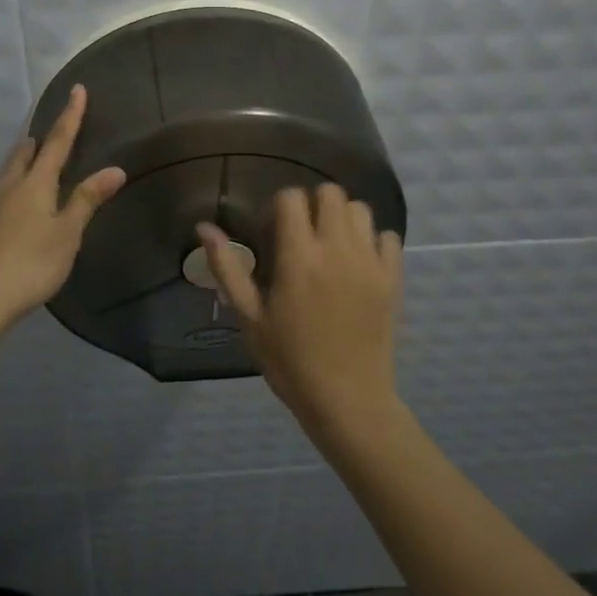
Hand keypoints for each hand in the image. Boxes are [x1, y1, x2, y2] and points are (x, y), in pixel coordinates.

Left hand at [0, 85, 126, 331]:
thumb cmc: (30, 263)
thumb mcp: (67, 233)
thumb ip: (88, 200)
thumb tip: (115, 168)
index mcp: (35, 183)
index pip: (57, 141)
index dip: (70, 116)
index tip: (77, 89)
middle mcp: (10, 186)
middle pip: (25, 153)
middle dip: (39, 139)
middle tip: (51, 131)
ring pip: (9, 171)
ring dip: (24, 159)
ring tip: (34, 158)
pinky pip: (2, 191)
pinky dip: (15, 182)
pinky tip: (18, 201)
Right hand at [198, 184, 403, 437]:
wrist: (347, 401)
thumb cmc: (290, 361)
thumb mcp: (250, 317)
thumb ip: (227, 268)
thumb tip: (204, 227)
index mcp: (298, 258)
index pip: (292, 198)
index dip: (278, 206)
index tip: (272, 232)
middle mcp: (336, 250)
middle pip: (330, 193)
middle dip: (312, 204)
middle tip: (301, 234)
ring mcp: (369, 263)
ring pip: (360, 210)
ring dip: (342, 218)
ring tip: (330, 246)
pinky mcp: (392, 279)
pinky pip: (388, 237)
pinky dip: (372, 240)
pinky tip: (358, 262)